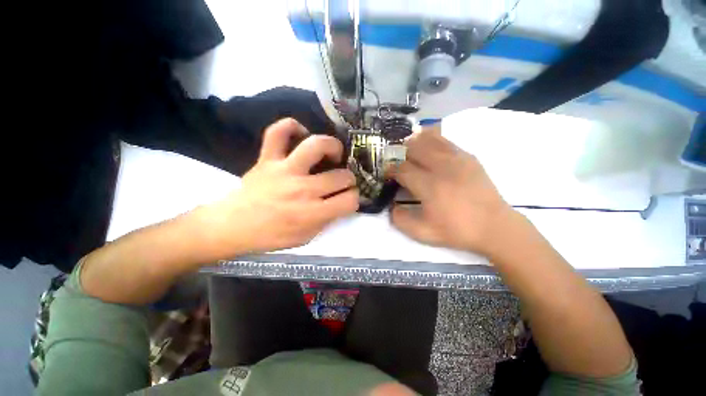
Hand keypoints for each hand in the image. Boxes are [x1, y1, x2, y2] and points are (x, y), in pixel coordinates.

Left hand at [201, 118, 358, 256]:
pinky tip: (301, 135)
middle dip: (349, 180)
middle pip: (342, 176)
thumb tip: (341, 202)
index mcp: (312, 214)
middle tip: (342, 181)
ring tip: (332, 153)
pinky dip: (291, 126)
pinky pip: (278, 132)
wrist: (232, 226)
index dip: (354, 199)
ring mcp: (284, 170)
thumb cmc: (271, 236)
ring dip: (332, 147)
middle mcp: (303, 190)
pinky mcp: (267, 159)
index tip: (348, 198)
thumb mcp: (306, 237)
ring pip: (316, 146)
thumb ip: (327, 220)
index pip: (349, 200)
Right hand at [391, 125, 515, 255]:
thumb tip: (391, 205)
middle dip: (399, 153)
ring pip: (428, 139)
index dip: (390, 170)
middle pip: (413, 148)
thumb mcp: (423, 234)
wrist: (494, 226)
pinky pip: (444, 140)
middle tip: (395, 162)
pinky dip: (431, 139)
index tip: (387, 174)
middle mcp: (442, 167)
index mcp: (430, 186)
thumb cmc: (457, 231)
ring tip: (407, 150)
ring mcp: (457, 159)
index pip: (402, 169)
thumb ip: (400, 220)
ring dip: (413, 143)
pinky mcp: (468, 157)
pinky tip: (426, 145)